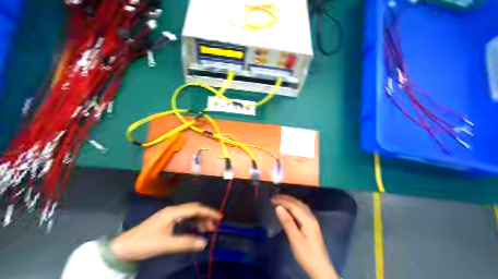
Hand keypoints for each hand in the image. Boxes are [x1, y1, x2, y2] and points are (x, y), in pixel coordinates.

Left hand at [113, 202, 221, 260]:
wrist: (123, 247)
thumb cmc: (145, 244)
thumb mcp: (166, 245)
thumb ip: (186, 243)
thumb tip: (204, 243)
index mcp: (173, 212)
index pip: (196, 209)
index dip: (209, 212)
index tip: (220, 217)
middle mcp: (173, 211)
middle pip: (194, 209)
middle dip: (205, 216)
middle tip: (214, 226)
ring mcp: (169, 215)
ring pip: (189, 214)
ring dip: (199, 220)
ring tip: (207, 230)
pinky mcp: (167, 221)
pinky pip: (184, 218)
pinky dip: (192, 223)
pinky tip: (196, 229)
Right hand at [271, 194, 339, 278]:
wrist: (320, 267)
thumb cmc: (306, 254)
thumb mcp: (295, 239)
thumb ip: (287, 222)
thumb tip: (279, 207)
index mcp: (308, 219)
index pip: (293, 205)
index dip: (282, 201)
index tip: (271, 199)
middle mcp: (311, 217)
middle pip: (298, 203)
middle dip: (286, 199)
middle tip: (274, 198)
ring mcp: (313, 221)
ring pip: (301, 206)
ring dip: (291, 201)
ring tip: (280, 201)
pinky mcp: (312, 225)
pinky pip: (302, 210)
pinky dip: (294, 206)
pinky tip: (290, 209)